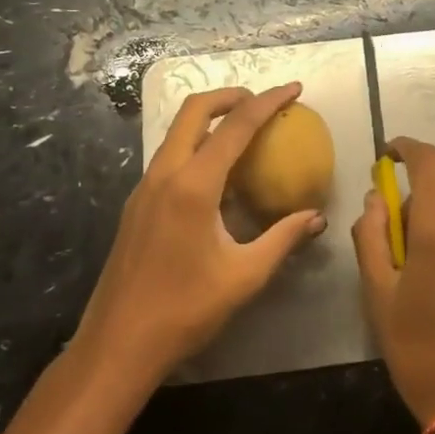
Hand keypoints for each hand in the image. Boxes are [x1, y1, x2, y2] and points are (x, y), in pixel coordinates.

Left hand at [74, 83, 325, 387]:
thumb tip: (317, 217)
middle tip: (263, 102)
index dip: (268, 102)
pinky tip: (218, 175)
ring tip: (245, 132)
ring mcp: (145, 188)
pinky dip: (197, 145)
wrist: (117, 345)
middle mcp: (164, 175)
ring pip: (177, 131)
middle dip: (230, 96)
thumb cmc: (185, 310)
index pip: (236, 127)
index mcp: (193, 186)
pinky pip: (170, 157)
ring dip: (210, 119)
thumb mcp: (245, 276)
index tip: (294, 88)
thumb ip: (283, 238)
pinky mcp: (137, 204)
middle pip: (194, 110)